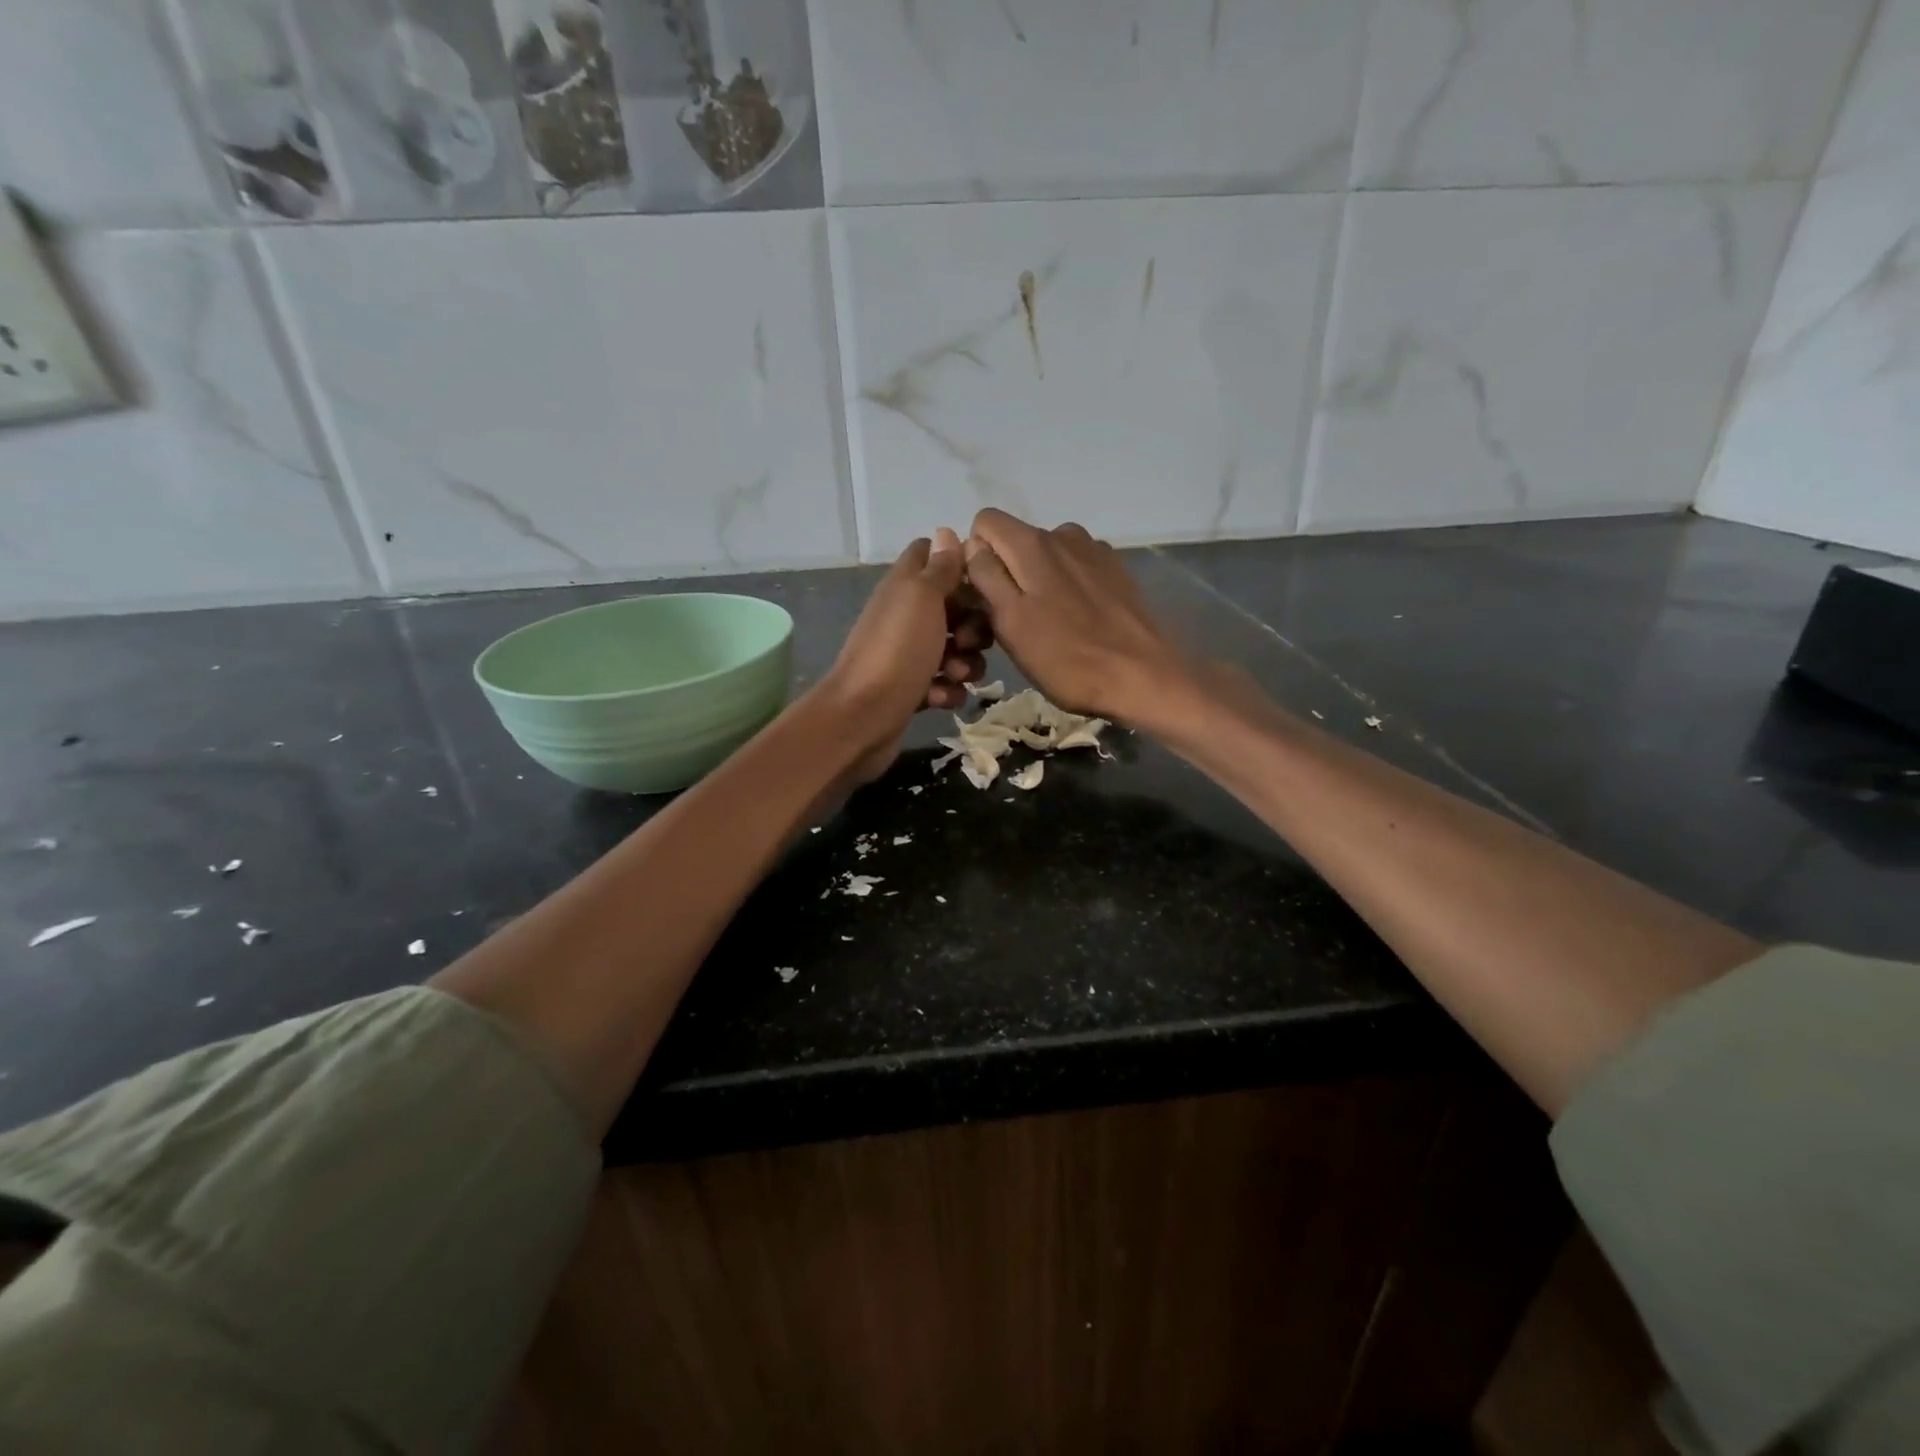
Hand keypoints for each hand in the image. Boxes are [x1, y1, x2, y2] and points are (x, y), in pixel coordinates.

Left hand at [819, 527, 991, 777]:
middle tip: (971, 641)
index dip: (959, 564)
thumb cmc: (896, 652)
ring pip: (956, 650)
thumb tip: (946, 533)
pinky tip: (939, 698)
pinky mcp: (913, 690)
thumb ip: (938, 568)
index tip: (982, 582)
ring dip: (966, 663)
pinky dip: (947, 691)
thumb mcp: (921, 599)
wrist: (861, 718)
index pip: (931, 555)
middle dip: (974, 624)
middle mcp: (905, 616)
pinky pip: (945, 684)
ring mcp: (908, 655)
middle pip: (954, 608)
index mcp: (905, 587)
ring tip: (954, 674)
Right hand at [964, 509, 1192, 727]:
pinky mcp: (1115, 570)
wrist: (1142, 677)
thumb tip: (973, 546)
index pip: (985, 522)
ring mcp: (1093, 550)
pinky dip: (1066, 586)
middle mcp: (1062, 533)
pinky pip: (1074, 568)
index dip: (975, 556)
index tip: (983, 596)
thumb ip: (986, 576)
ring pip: (1045, 556)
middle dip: (1005, 573)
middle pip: (1015, 540)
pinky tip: (1077, 620)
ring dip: (1037, 581)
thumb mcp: (1010, 622)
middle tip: (1011, 622)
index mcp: (1032, 543)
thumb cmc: (1066, 658)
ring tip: (1046, 624)